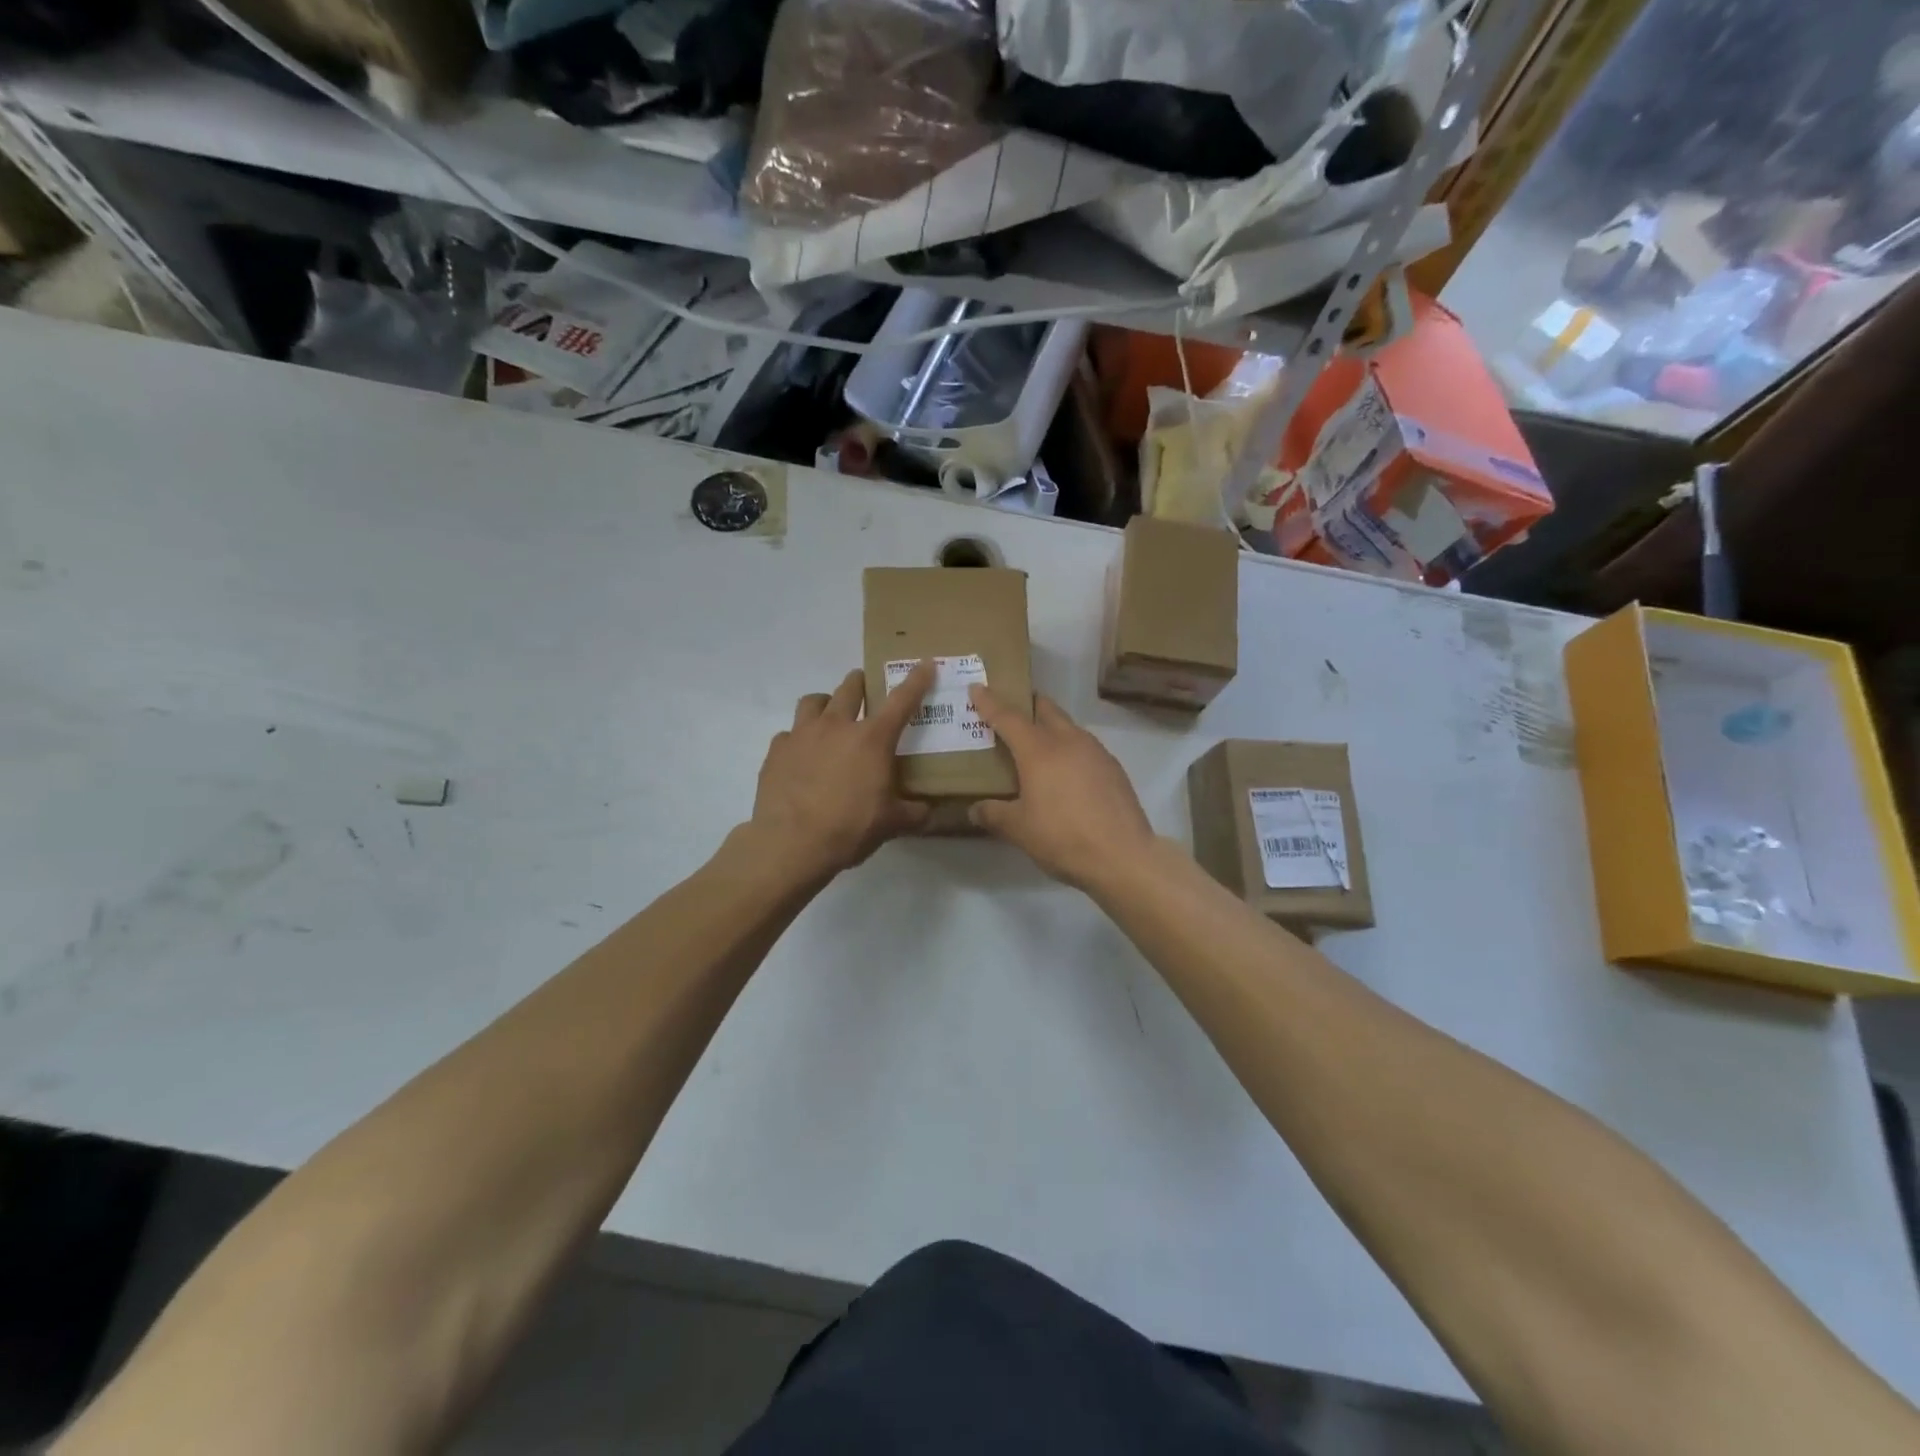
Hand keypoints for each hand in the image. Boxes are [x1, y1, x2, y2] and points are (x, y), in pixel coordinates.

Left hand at [747, 662, 934, 879]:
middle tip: (866, 690)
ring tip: (830, 717)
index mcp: (872, 739)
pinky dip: (798, 739)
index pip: (901, 700)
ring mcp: (802, 735)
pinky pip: (788, 734)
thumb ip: (913, 813)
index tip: (924, 664)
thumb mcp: (891, 824)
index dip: (916, 680)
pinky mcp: (776, 751)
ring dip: (826, 703)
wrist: (791, 844)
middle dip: (861, 683)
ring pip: (813, 701)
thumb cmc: (849, 828)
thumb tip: (928, 811)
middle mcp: (837, 726)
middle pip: (850, 687)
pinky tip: (801, 757)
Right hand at [967, 687, 1156, 891]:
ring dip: (1051, 728)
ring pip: (1069, 727)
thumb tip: (975, 809)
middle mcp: (1068, 740)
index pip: (1008, 717)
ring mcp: (1096, 752)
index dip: (989, 702)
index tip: (977, 687)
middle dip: (1027, 705)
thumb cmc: (1062, 837)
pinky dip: (1070, 750)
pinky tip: (1067, 773)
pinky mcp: (1114, 768)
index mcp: (1039, 749)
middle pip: (1045, 709)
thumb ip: (994, 814)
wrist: (1123, 856)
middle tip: (1012, 711)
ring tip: (1039, 746)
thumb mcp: (1019, 829)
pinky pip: (1086, 748)